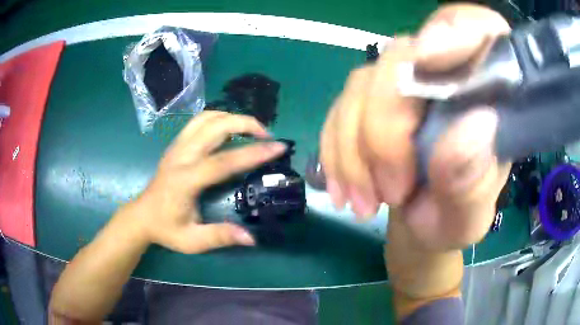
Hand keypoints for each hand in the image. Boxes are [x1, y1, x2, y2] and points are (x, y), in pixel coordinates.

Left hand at [128, 111, 286, 253]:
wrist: (142, 216)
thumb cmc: (166, 229)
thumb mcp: (192, 241)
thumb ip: (220, 237)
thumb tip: (251, 238)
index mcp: (185, 180)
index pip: (223, 161)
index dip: (253, 153)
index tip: (278, 147)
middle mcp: (181, 156)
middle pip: (215, 126)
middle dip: (246, 123)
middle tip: (268, 136)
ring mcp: (177, 146)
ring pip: (207, 117)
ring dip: (233, 117)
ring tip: (252, 130)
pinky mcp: (176, 144)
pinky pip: (200, 121)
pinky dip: (220, 118)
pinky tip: (230, 129)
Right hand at [320, 4, 511, 250]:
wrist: (421, 228)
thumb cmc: (454, 221)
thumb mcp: (469, 216)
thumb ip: (474, 179)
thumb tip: (475, 125)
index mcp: (490, 97)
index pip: (481, 28)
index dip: (456, 29)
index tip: (429, 58)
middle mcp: (447, 77)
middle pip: (404, 59)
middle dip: (386, 127)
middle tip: (390, 191)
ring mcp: (406, 85)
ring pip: (363, 85)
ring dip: (354, 149)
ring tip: (365, 202)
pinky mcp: (372, 101)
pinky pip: (340, 108)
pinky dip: (336, 151)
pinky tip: (345, 188)